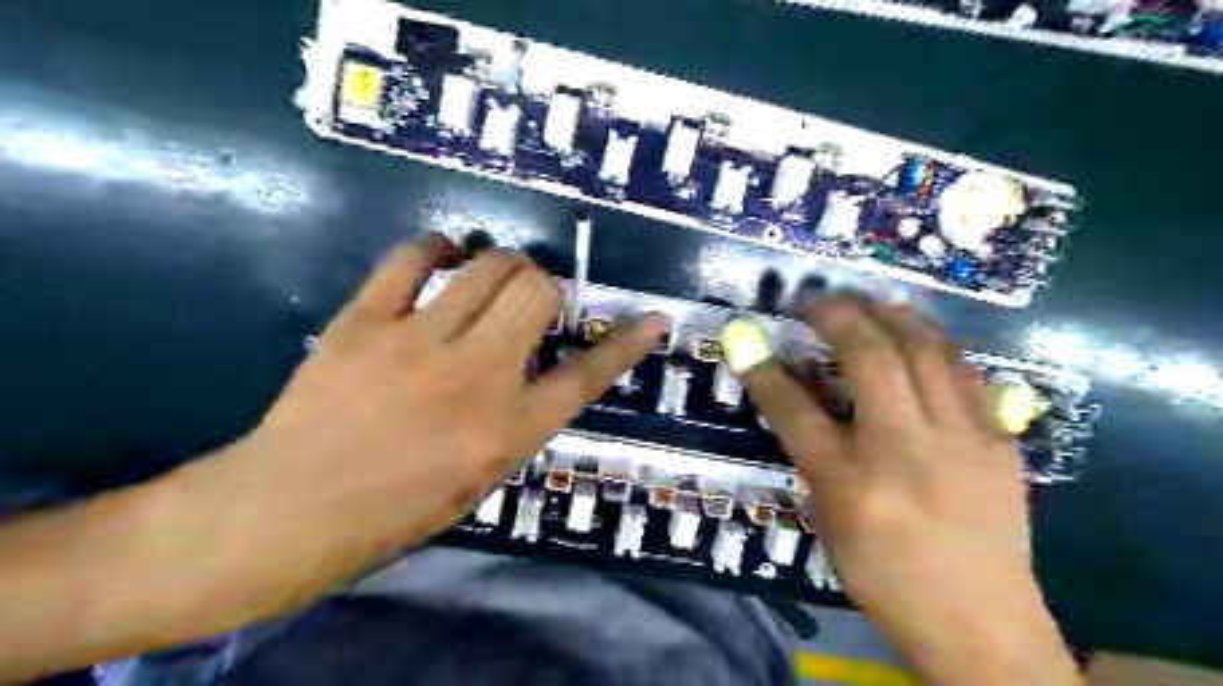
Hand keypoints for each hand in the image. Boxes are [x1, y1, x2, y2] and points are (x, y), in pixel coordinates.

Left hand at [190, 233, 665, 589]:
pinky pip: (410, 259)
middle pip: (537, 293)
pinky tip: (441, 255)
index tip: (653, 319)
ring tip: (492, 273)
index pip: (586, 376)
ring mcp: (418, 342)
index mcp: (509, 428)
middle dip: (545, 287)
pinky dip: (436, 248)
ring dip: (502, 263)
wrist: (290, 509)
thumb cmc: (395, 509)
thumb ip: (518, 418)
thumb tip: (536, 367)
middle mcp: (477, 377)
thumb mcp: (481, 476)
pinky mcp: (365, 321)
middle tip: (530, 300)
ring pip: (487, 266)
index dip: (625, 345)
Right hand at [734, 298, 1077, 685]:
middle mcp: (905, 451)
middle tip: (816, 299)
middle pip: (870, 359)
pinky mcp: (1000, 443)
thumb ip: (815, 453)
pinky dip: (938, 345)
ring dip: (894, 315)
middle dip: (837, 315)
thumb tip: (800, 396)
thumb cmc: (885, 576)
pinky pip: (968, 374)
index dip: (765, 370)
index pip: (794, 411)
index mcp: (851, 483)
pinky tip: (923, 336)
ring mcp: (962, 441)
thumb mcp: (830, 519)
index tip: (746, 336)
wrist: (980, 624)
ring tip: (871, 300)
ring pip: (928, 351)